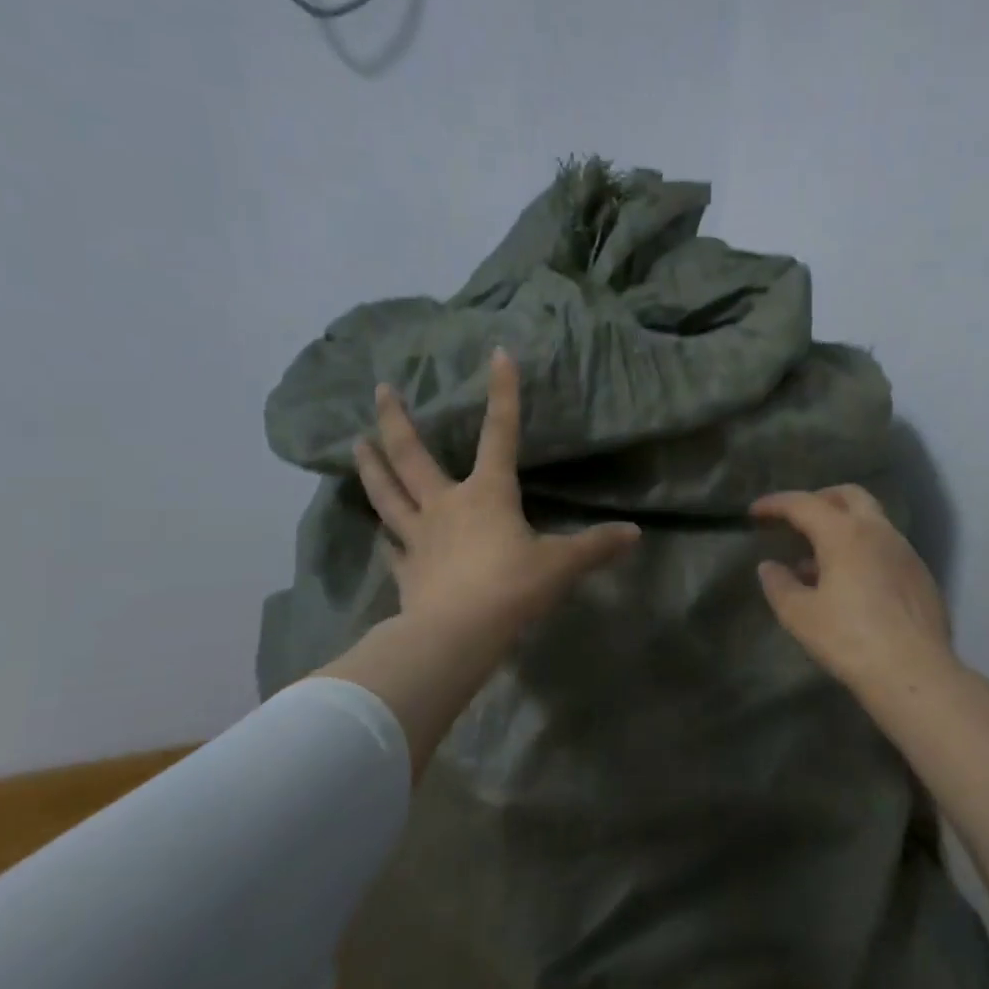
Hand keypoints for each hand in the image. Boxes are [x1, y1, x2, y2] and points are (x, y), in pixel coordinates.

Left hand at [320, 349, 638, 775]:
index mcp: (488, 494)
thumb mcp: (562, 565)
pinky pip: (392, 548)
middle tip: (380, 390)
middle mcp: (446, 506)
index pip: (499, 433)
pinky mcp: (406, 572)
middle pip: (414, 456)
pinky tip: (379, 532)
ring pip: (388, 494)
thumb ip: (596, 546)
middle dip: (397, 421)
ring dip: (371, 467)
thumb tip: (634, 534)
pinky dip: (385, 538)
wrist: (458, 634)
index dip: (503, 393)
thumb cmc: (513, 588)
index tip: (497, 354)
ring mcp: (419, 538)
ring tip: (355, 442)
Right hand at [751, 485, 952, 697]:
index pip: (804, 503)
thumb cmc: (850, 640)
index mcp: (845, 534)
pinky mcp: (921, 575)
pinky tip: (852, 583)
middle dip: (819, 499)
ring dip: (843, 526)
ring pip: (871, 520)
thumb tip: (769, 567)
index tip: (755, 512)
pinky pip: (886, 547)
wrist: (915, 674)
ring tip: (819, 560)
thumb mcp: (800, 616)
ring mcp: (905, 552)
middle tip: (797, 519)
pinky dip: (863, 549)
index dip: (776, 504)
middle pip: (848, 495)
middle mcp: (878, 531)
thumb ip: (779, 585)